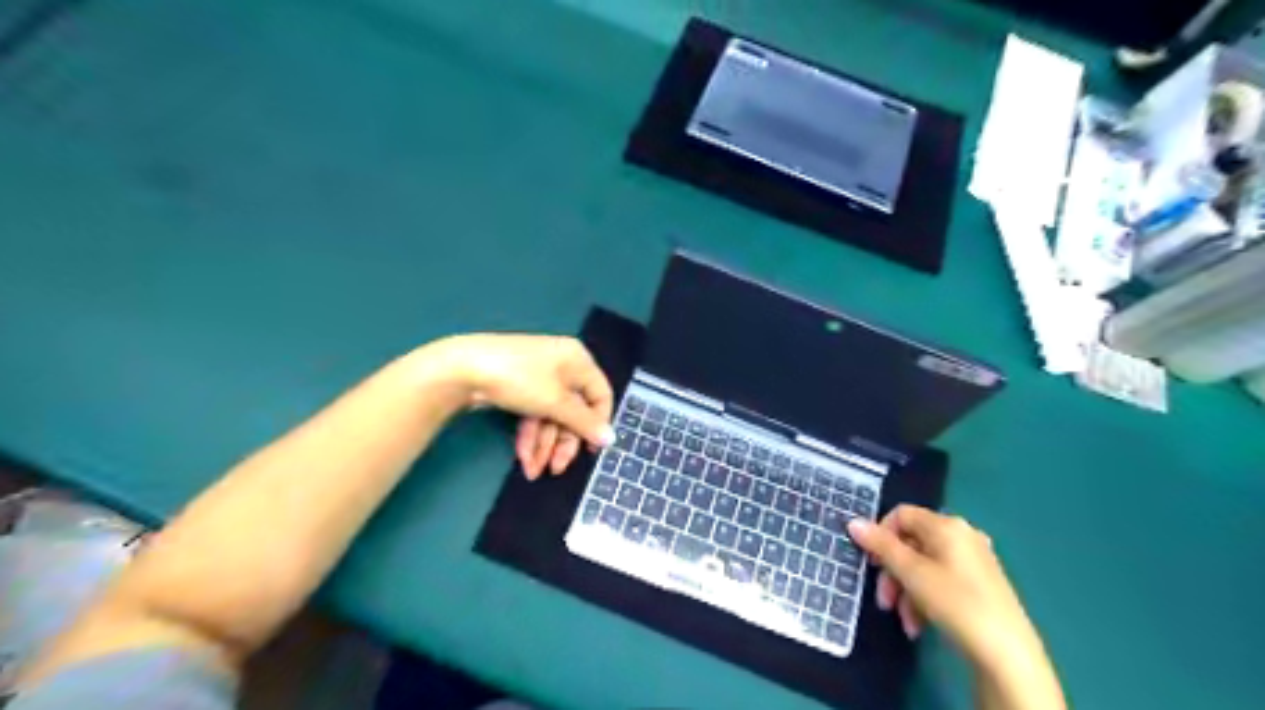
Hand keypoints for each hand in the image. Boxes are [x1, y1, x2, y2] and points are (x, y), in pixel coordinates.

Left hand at [427, 336, 616, 479]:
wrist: (462, 369)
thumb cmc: (520, 379)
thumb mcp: (556, 402)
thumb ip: (584, 423)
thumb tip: (611, 439)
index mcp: (578, 360)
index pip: (600, 395)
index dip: (598, 424)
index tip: (591, 451)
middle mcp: (562, 366)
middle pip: (573, 411)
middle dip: (563, 441)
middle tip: (556, 467)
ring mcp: (539, 377)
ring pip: (551, 416)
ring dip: (544, 445)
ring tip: (533, 469)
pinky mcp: (519, 388)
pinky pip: (534, 414)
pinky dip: (530, 436)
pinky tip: (523, 457)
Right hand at [850, 508, 1049, 669]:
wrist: (1008, 654)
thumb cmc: (955, 603)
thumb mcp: (911, 573)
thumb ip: (881, 546)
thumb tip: (854, 522)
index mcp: (946, 525)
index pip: (901, 515)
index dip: (880, 534)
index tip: (871, 562)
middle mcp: (962, 535)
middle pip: (911, 543)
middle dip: (893, 572)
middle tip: (884, 600)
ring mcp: (974, 560)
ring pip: (924, 566)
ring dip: (906, 592)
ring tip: (905, 621)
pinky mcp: (980, 584)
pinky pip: (941, 581)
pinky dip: (926, 598)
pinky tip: (921, 625)